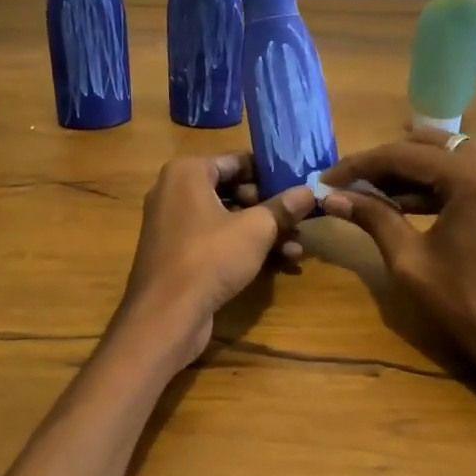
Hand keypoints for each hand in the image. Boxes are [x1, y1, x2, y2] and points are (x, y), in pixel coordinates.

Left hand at [114, 154, 314, 373]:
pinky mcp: (177, 254)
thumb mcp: (256, 230)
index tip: (299, 184)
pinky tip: (281, 263)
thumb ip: (283, 208)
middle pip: (232, 190)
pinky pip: (216, 240)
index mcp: (187, 172)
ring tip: (298, 246)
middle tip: (300, 219)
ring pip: (227, 218)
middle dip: (269, 207)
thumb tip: (310, 192)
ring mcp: (173, 224)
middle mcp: (175, 191)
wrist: (165, 315)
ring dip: (263, 231)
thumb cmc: (210, 257)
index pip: (236, 161)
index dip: (270, 173)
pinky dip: (244, 247)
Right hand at [318, 130, 475, 370]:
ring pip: (445, 158)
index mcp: (473, 175)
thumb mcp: (411, 261)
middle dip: (382, 164)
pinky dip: (433, 185)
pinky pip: (465, 176)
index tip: (324, 180)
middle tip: (345, 185)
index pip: (402, 155)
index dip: (358, 166)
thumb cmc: (470, 305)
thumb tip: (330, 198)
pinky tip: (401, 203)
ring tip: (366, 195)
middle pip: (425, 147)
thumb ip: (373, 218)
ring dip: (407, 174)